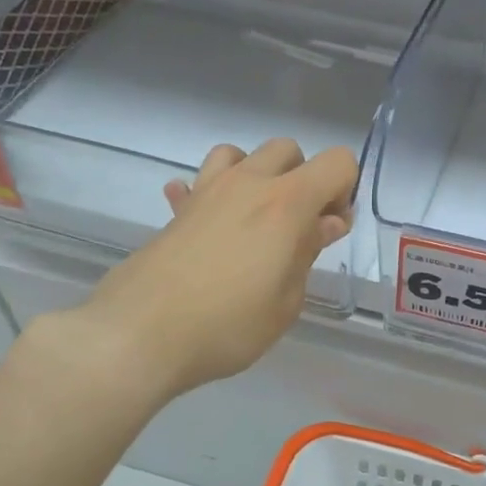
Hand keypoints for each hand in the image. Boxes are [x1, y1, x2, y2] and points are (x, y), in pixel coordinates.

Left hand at [49, 139, 356, 403]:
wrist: (140, 335)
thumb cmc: (228, 325)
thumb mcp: (286, 302)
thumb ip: (307, 252)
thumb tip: (324, 223)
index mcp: (286, 203)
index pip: (337, 162)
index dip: (345, 191)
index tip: (331, 229)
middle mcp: (248, 183)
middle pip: (287, 150)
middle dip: (304, 178)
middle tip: (298, 225)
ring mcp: (206, 191)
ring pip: (239, 154)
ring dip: (256, 175)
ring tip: (254, 218)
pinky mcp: (177, 211)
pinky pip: (198, 184)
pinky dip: (210, 194)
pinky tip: (209, 224)